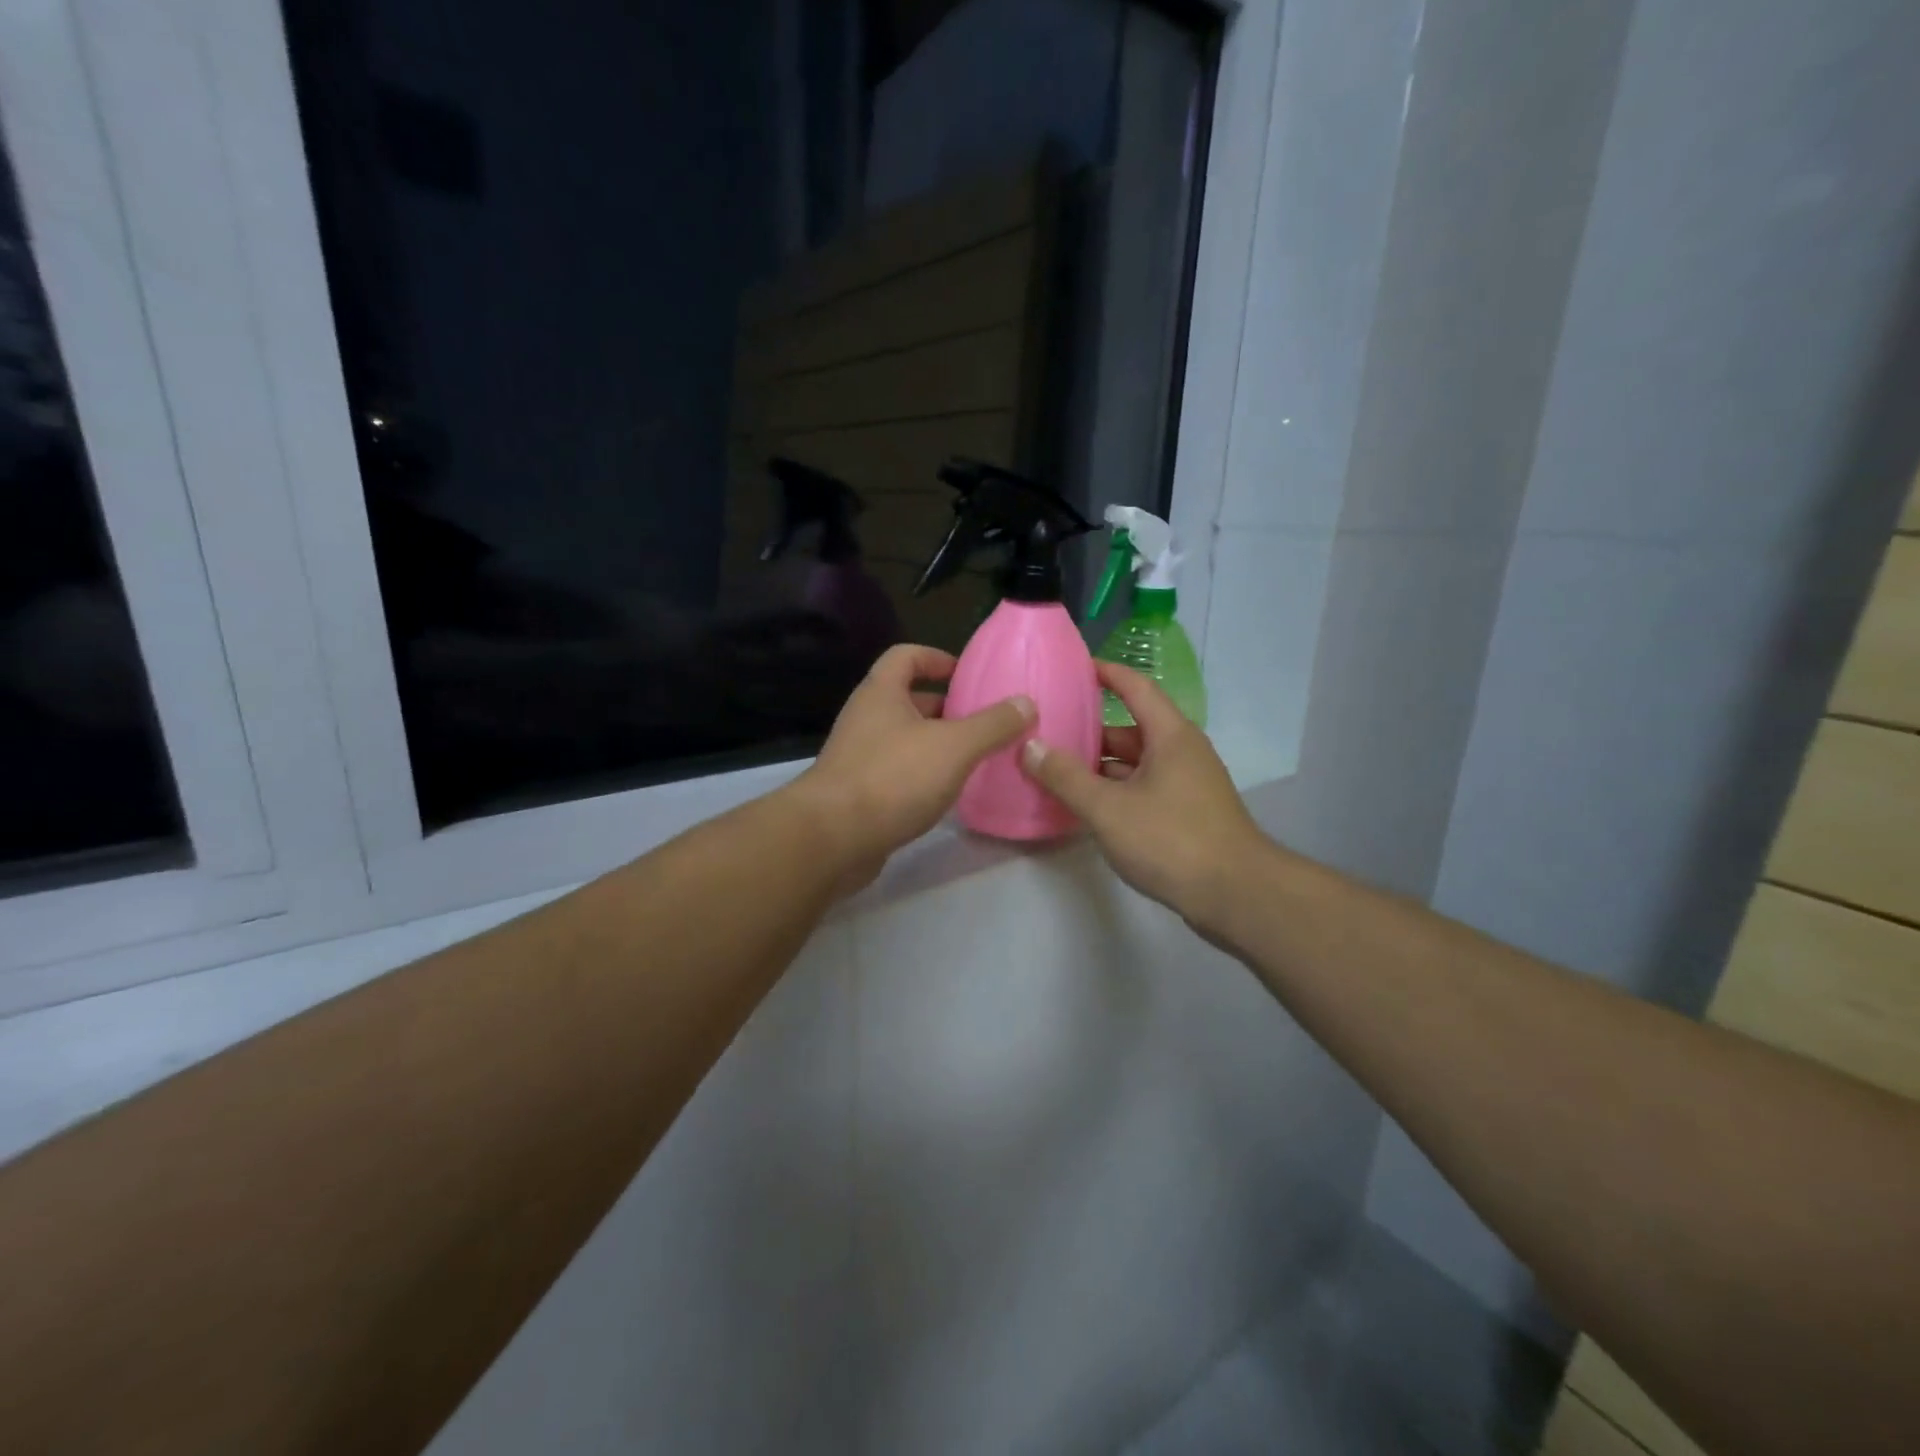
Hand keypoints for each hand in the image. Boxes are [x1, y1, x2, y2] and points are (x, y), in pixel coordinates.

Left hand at [788, 644, 1033, 890]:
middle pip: (907, 699)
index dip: (937, 658)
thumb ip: (993, 724)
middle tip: (984, 722)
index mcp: (882, 693)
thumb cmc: (894, 778)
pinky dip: (922, 775)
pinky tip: (946, 793)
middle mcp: (865, 718)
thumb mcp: (954, 746)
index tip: (968, 675)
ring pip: (904, 738)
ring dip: (936, 744)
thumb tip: (1026, 702)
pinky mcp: (857, 792)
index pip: (906, 656)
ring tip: (975, 758)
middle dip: (946, 707)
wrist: (833, 838)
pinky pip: (896, 772)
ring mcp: (857, 756)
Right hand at [1019, 660, 1264, 926]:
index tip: (1073, 666)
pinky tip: (1087, 806)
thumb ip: (1066, 777)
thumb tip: (1030, 746)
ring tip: (1056, 769)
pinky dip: (1115, 790)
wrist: (1237, 896)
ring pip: (1136, 763)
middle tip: (1048, 729)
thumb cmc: (1172, 840)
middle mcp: (1182, 751)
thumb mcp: (1108, 809)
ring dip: (1100, 765)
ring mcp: (1187, 784)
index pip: (1135, 687)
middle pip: (1131, 728)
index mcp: (1170, 735)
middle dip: (1090, 729)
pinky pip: (1143, 788)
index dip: (1105, 672)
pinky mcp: (1187, 813)